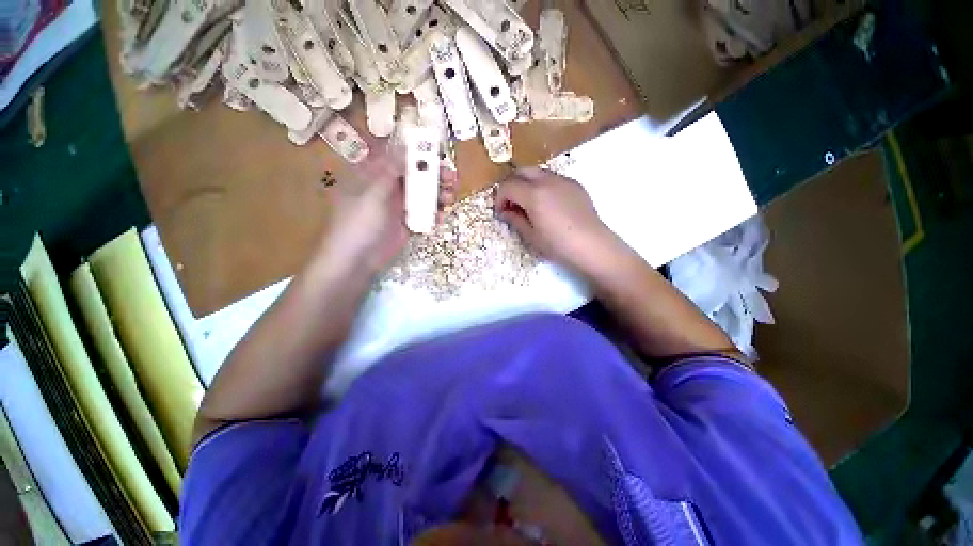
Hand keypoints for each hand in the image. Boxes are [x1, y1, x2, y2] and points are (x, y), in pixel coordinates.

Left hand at [318, 149, 456, 275]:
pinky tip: (440, 217)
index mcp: (374, 174)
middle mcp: (388, 187)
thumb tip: (404, 145)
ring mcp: (399, 206)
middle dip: (435, 175)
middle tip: (452, 179)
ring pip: (423, 194)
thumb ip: (390, 171)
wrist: (357, 260)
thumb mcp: (373, 193)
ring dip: (438, 195)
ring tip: (449, 199)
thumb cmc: (359, 223)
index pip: (399, 156)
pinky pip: (424, 213)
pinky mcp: (407, 222)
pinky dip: (434, 214)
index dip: (418, 153)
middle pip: (416, 175)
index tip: (438, 153)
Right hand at [495, 167, 615, 274]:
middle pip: (521, 171)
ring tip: (529, 204)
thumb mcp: (531, 235)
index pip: (507, 186)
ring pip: (537, 172)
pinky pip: (553, 178)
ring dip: (527, 184)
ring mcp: (563, 180)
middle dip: (511, 185)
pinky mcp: (575, 185)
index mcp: (534, 194)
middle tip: (511, 204)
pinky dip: (542, 185)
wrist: (592, 245)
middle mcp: (547, 180)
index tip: (501, 212)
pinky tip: (547, 204)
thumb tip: (505, 211)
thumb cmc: (558, 244)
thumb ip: (515, 219)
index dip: (499, 198)